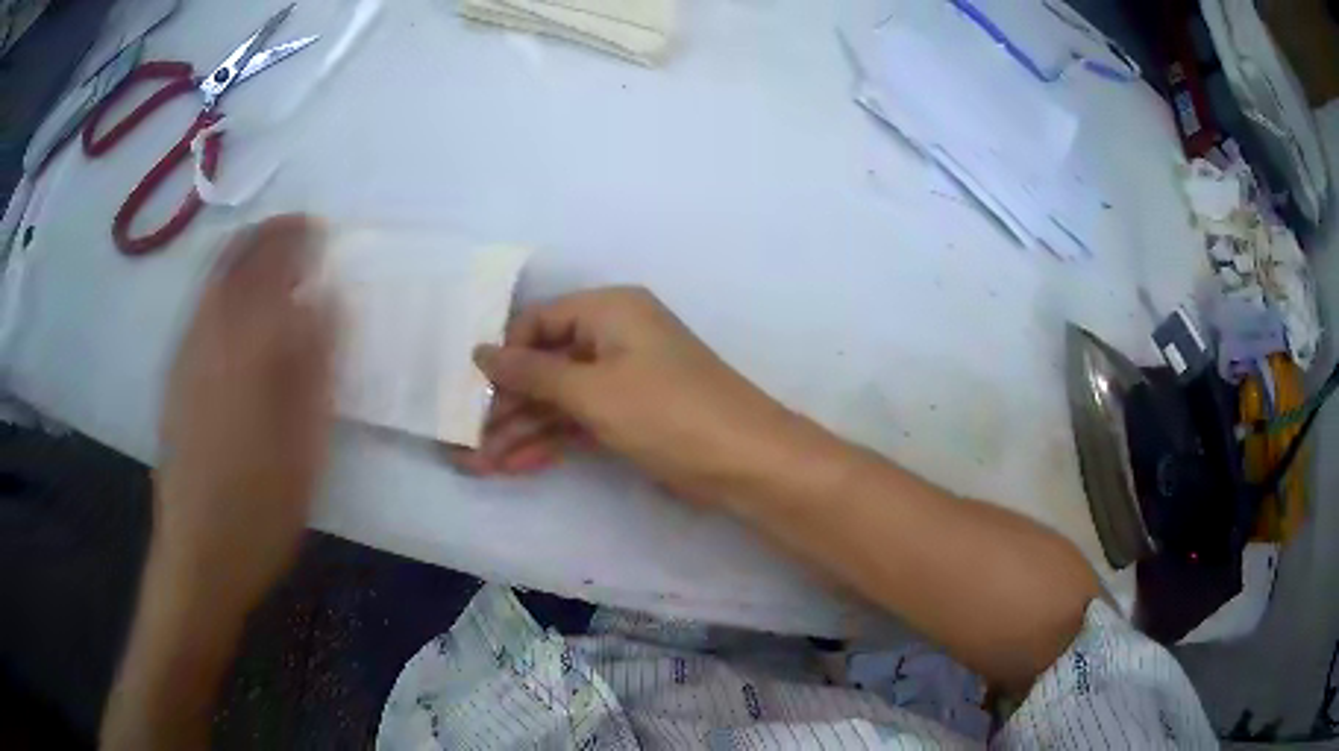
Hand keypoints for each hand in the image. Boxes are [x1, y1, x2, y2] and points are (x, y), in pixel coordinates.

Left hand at [154, 215, 336, 612]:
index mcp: (247, 352)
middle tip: (300, 232)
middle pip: (235, 260)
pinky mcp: (174, 377)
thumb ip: (315, 368)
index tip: (323, 230)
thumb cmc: (260, 511)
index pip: (273, 268)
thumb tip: (329, 302)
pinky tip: (236, 302)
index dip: (299, 239)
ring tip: (272, 255)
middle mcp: (209, 339)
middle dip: (268, 235)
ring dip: (243, 253)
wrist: (198, 556)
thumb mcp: (305, 447)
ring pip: (211, 280)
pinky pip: (198, 308)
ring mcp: (185, 356)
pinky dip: (221, 284)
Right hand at [466, 287, 791, 502]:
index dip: (505, 355)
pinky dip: (551, 441)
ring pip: (560, 398)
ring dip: (522, 429)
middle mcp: (615, 336)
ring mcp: (623, 378)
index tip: (472, 391)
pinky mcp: (631, 415)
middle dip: (507, 404)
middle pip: (546, 364)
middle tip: (467, 440)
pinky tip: (515, 466)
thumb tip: (480, 351)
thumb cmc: (667, 412)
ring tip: (480, 464)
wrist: (745, 462)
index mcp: (610, 310)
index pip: (539, 321)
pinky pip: (580, 420)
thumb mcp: (592, 391)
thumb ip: (532, 373)